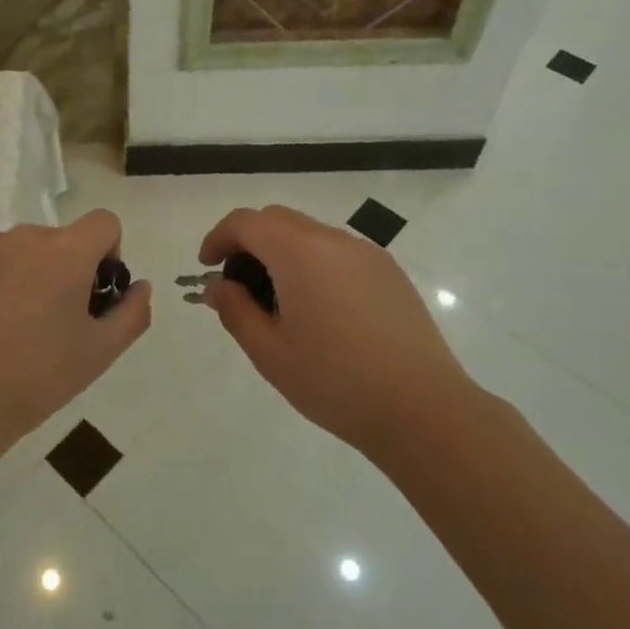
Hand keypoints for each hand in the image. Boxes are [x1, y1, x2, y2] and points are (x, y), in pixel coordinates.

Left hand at [0, 210, 151, 449]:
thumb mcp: (100, 353)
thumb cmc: (36, 378)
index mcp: (66, 254)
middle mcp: (25, 237)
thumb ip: (132, 313)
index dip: (108, 253)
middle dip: (67, 269)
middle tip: (54, 320)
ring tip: (14, 325)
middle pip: (62, 239)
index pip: (104, 222)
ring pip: (24, 248)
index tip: (93, 292)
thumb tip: (139, 286)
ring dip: (31, 272)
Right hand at [199, 205, 470, 453]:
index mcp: (299, 253)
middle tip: (239, 286)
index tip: (207, 266)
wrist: (422, 408)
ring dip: (283, 253)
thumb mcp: (270, 353)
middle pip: (278, 220)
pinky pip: (339, 252)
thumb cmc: (335, 382)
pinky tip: (321, 311)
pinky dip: (315, 264)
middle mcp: (334, 240)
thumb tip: (218, 286)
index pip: (246, 222)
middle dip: (249, 242)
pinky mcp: (390, 272)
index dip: (219, 237)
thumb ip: (235, 310)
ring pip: (310, 234)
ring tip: (280, 303)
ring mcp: (367, 253)